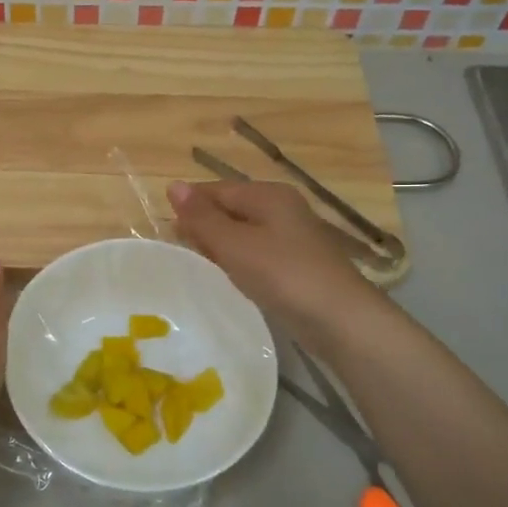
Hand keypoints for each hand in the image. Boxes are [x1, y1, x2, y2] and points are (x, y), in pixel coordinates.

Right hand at [167, 180, 377, 336]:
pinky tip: (231, 279)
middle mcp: (283, 208)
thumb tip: (173, 186)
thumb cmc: (283, 274)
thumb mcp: (234, 244)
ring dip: (221, 246)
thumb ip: (202, 217)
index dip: (190, 206)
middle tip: (179, 251)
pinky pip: (259, 254)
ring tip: (199, 266)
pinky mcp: (299, 264)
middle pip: (232, 209)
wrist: (341, 320)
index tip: (165, 231)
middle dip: (205, 226)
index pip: (217, 190)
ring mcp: (294, 237)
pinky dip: (240, 262)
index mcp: (268, 195)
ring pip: (245, 233)